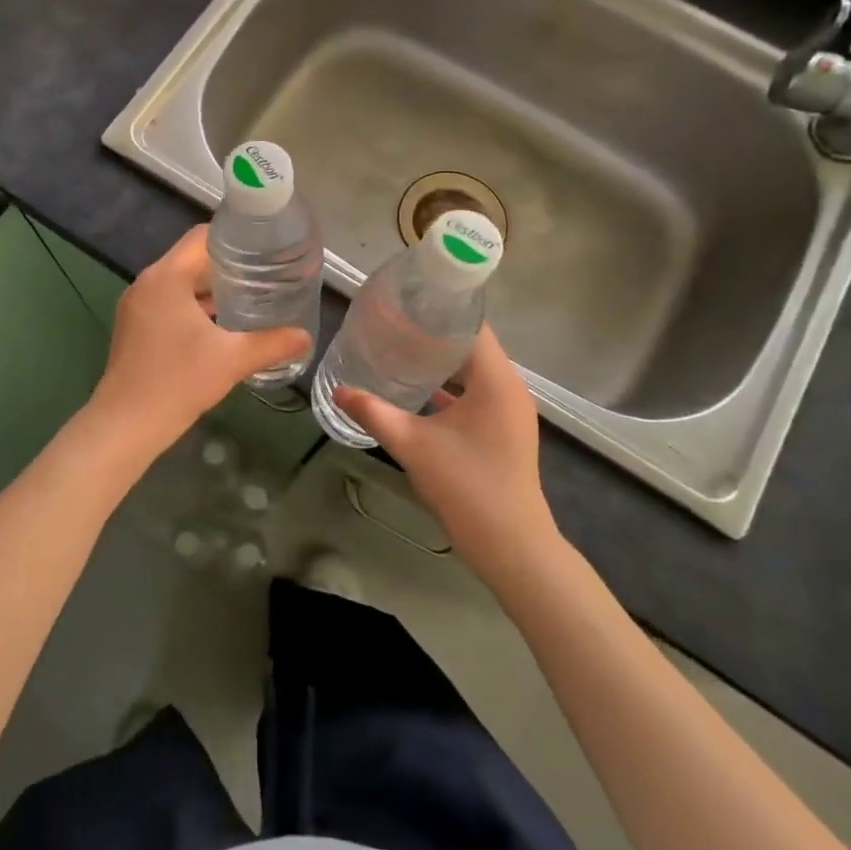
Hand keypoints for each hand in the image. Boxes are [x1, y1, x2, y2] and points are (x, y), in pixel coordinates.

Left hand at [90, 225, 309, 455]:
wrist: (126, 425)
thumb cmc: (178, 382)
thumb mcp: (232, 360)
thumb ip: (272, 344)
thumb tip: (305, 337)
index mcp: (166, 277)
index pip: (201, 237)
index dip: (234, 237)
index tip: (264, 247)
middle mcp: (147, 283)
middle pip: (190, 258)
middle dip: (227, 264)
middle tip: (264, 273)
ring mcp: (136, 306)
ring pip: (179, 282)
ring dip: (209, 287)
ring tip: (248, 296)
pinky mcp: (134, 327)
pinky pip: (168, 302)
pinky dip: (192, 305)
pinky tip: (219, 324)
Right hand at [335, 327, 558, 581]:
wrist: (511, 546)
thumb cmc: (466, 486)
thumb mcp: (412, 445)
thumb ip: (373, 413)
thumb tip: (339, 390)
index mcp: (496, 379)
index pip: (471, 325)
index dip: (438, 310)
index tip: (404, 303)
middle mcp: (509, 387)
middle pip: (471, 345)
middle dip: (433, 334)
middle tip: (392, 324)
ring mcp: (510, 410)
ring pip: (473, 371)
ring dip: (441, 362)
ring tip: (400, 350)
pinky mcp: (504, 430)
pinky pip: (477, 394)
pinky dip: (451, 387)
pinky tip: (417, 390)